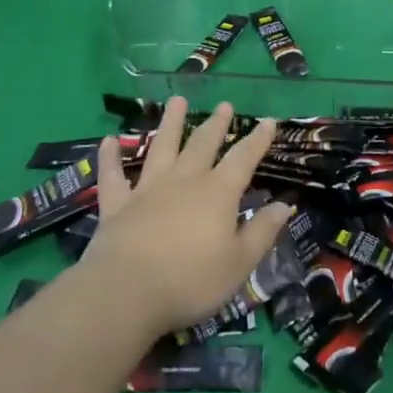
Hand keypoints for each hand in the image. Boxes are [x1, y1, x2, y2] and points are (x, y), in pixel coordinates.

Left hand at [82, 97, 290, 334]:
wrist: (127, 292)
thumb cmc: (190, 280)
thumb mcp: (239, 263)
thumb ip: (261, 232)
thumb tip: (284, 204)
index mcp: (218, 193)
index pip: (243, 159)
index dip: (257, 140)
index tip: (268, 120)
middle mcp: (185, 180)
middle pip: (203, 144)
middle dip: (216, 124)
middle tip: (224, 105)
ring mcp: (148, 189)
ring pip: (161, 148)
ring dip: (170, 123)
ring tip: (176, 101)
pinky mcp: (118, 205)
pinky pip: (113, 176)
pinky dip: (110, 157)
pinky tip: (109, 140)